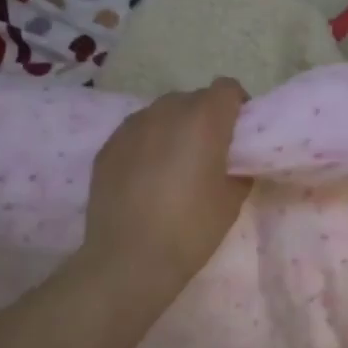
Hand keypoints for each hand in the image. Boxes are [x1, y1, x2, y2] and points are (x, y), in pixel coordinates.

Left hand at [82, 78, 251, 291]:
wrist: (128, 259)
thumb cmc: (190, 229)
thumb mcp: (232, 200)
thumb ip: (239, 167)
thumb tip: (234, 160)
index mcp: (203, 120)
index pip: (227, 88)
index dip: (237, 106)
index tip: (238, 134)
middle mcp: (166, 111)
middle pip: (194, 98)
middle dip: (205, 118)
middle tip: (208, 153)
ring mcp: (132, 126)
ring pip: (162, 113)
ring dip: (174, 128)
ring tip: (173, 164)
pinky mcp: (108, 145)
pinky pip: (137, 132)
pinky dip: (147, 144)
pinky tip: (146, 177)